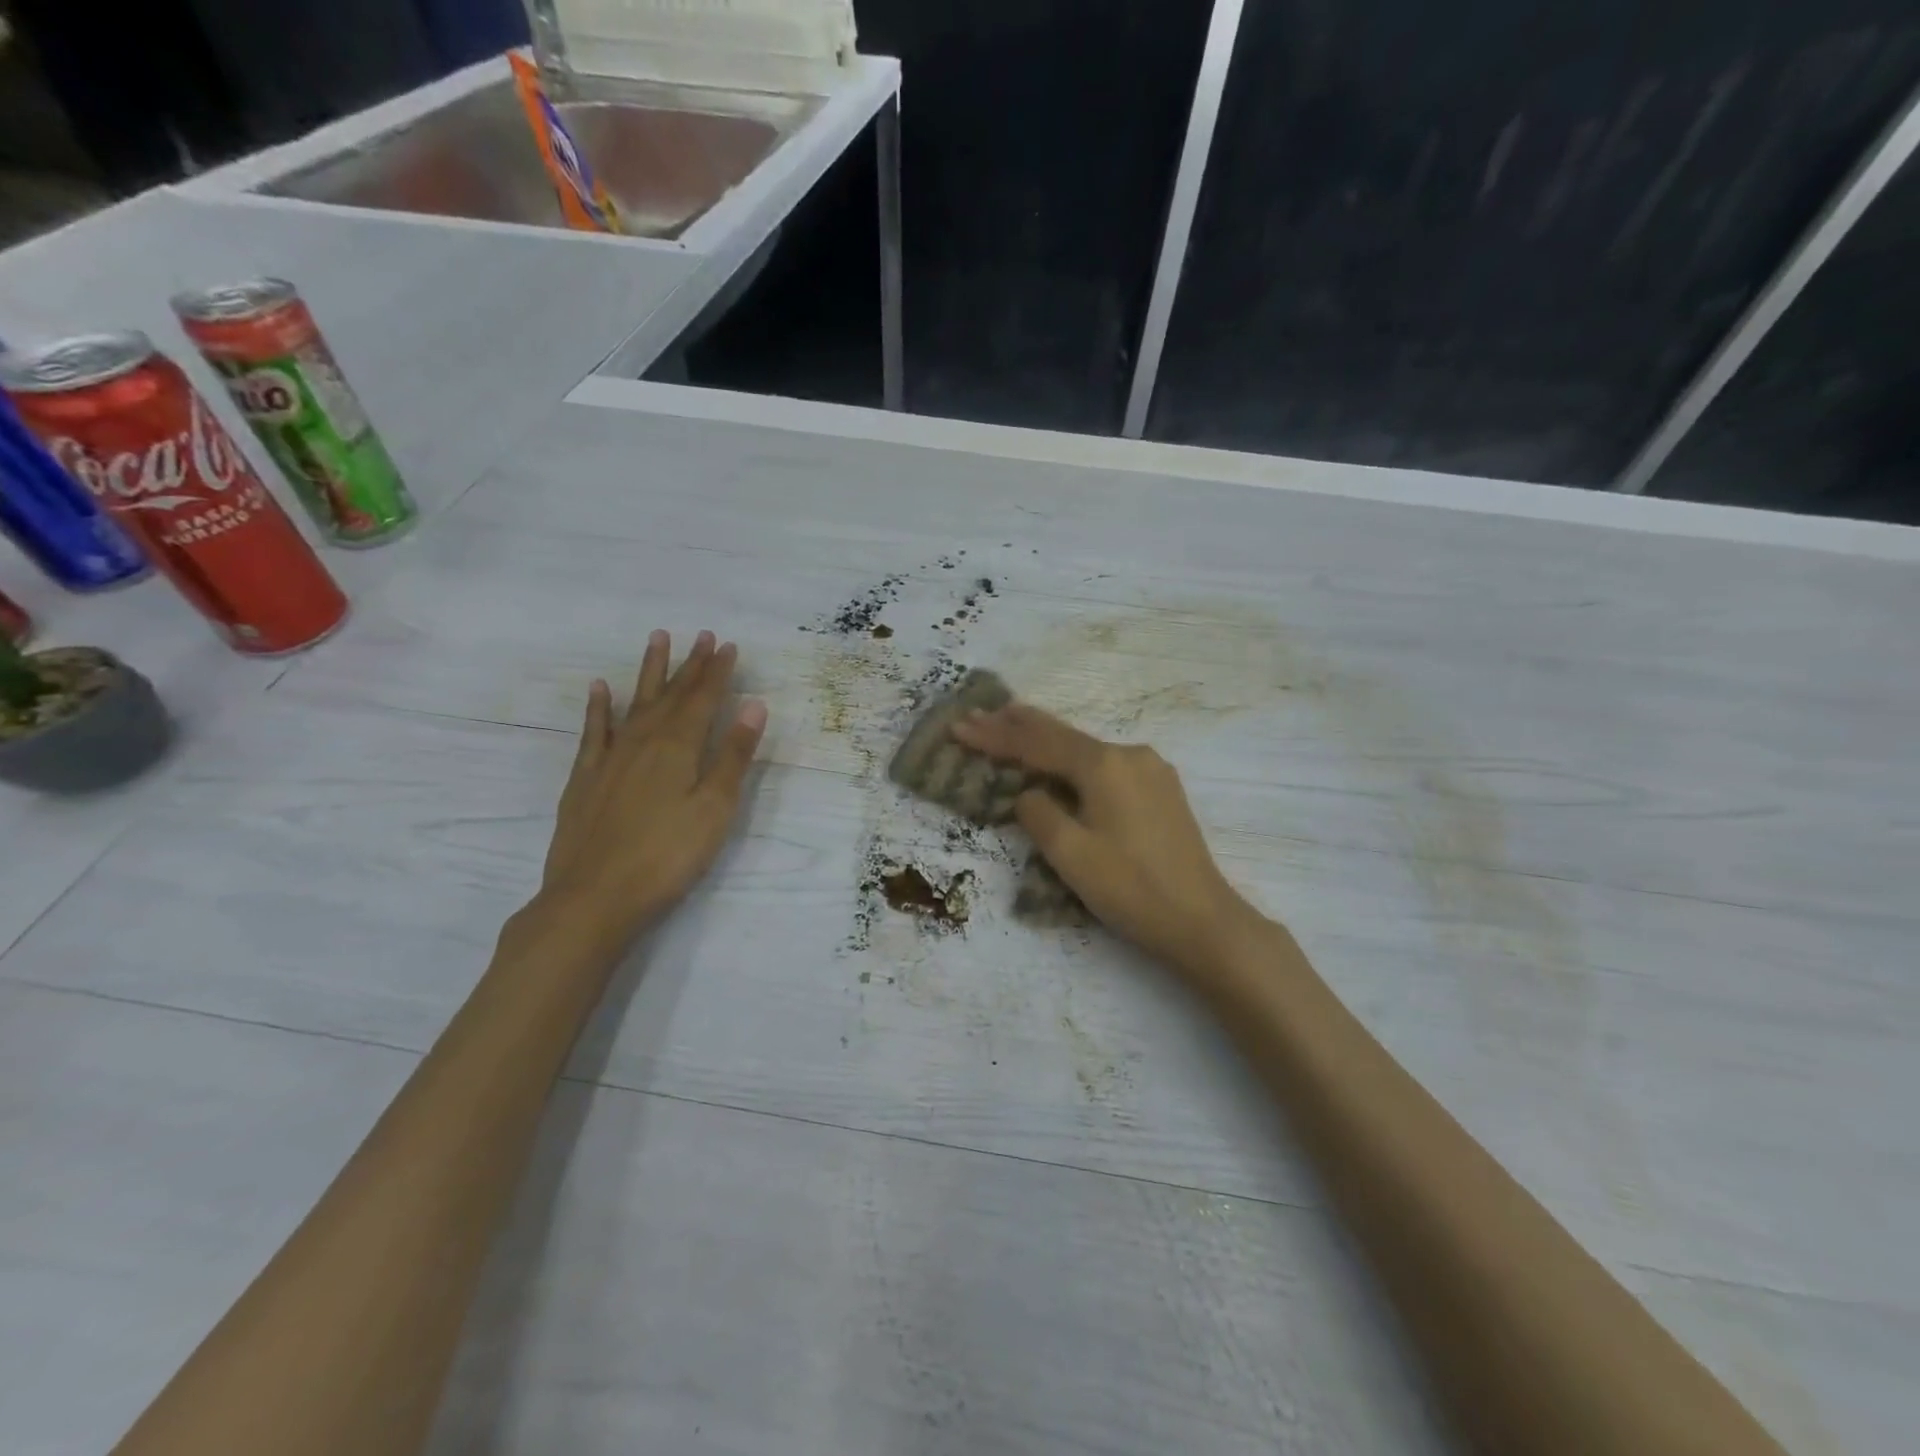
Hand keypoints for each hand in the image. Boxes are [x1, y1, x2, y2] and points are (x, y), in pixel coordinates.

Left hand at [537, 629, 767, 947]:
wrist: (594, 897)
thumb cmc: (668, 855)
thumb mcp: (715, 808)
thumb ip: (733, 756)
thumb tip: (754, 706)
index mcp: (679, 747)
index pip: (704, 699)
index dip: (718, 672)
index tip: (728, 645)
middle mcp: (643, 741)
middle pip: (671, 695)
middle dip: (690, 664)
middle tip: (703, 634)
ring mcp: (610, 758)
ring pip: (634, 703)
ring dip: (649, 672)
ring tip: (657, 639)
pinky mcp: (585, 778)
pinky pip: (594, 731)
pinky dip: (600, 707)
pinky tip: (601, 688)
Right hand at [952, 704, 1265, 983]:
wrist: (1202, 921)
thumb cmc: (1131, 889)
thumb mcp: (1070, 854)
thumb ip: (1038, 814)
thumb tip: (1029, 794)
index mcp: (1104, 765)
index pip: (1037, 745)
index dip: (995, 737)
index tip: (959, 727)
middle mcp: (1129, 754)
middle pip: (1062, 735)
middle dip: (1017, 725)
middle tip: (979, 714)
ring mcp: (1151, 770)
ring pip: (1085, 748)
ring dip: (1046, 739)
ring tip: (1011, 723)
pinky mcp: (1161, 790)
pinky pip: (1105, 764)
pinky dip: (1074, 758)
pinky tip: (1061, 759)